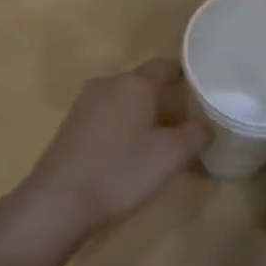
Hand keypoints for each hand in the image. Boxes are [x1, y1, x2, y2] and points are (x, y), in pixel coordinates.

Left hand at [0, 59, 209, 260]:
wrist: (59, 199)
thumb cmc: (120, 171)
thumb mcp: (170, 156)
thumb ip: (195, 134)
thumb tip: (205, 124)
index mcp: (134, 83)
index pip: (164, 66)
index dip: (184, 76)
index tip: (200, 92)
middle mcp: (108, 83)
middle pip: (143, 84)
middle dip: (164, 101)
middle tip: (185, 126)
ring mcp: (84, 102)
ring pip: (123, 100)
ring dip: (141, 115)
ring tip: (159, 143)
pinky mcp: (71, 123)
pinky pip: (105, 115)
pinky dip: (121, 126)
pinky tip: (127, 153)